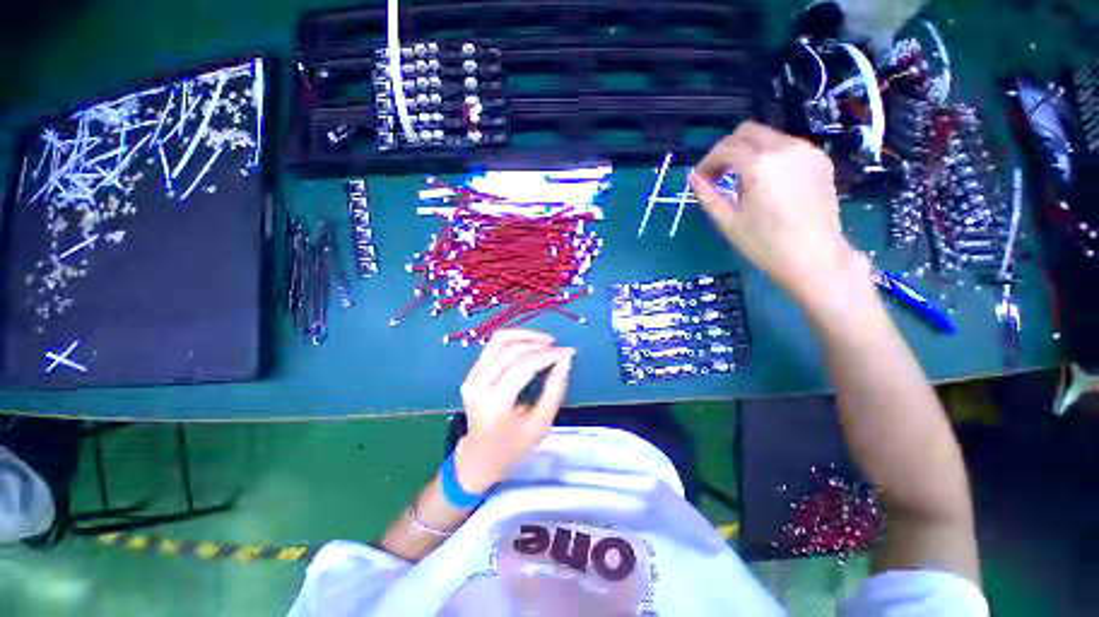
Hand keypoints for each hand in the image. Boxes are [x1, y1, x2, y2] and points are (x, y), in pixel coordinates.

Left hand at [455, 329, 574, 492]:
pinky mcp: (472, 370)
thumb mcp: (541, 423)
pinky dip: (514, 338)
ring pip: (500, 340)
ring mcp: (471, 375)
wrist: (480, 455)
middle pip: (511, 350)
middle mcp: (477, 384)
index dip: (549, 355)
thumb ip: (555, 389)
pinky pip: (494, 344)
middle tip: (559, 349)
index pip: (524, 366)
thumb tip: (565, 358)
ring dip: (526, 336)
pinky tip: (530, 343)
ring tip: (547, 341)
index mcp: (494, 403)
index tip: (569, 351)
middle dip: (539, 345)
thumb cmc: (514, 445)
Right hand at [690, 122, 865, 304]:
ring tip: (742, 183)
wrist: (814, 257)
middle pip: (746, 132)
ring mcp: (806, 151)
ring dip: (747, 152)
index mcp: (760, 165)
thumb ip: (708, 195)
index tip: (700, 180)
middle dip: (726, 151)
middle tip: (718, 176)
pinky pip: (786, 146)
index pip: (725, 148)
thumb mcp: (728, 222)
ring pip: (767, 136)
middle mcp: (785, 148)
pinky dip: (768, 156)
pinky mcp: (819, 159)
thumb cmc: (765, 244)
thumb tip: (694, 178)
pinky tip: (766, 182)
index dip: (707, 162)